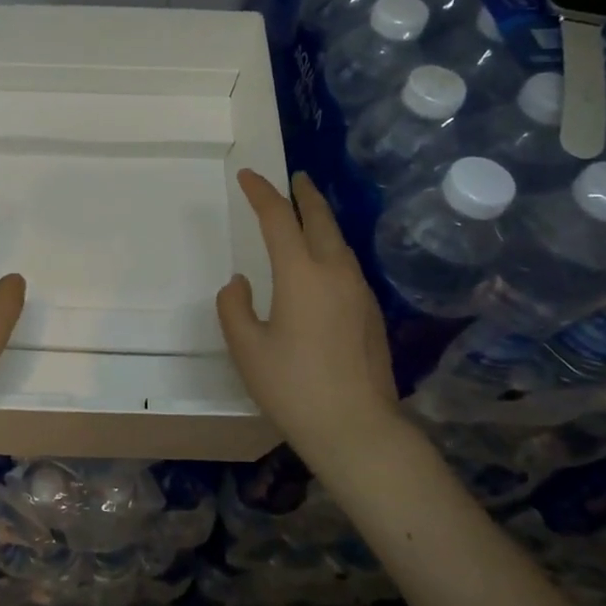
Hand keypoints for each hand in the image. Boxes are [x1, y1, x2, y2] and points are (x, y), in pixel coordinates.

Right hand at [217, 169, 401, 454]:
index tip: (248, 176)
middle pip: (321, 219)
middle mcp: (335, 272)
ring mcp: (359, 292)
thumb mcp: (247, 348)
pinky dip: (331, 247)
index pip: (278, 218)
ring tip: (308, 214)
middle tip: (295, 178)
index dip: (261, 193)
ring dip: (322, 220)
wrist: (358, 429)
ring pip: (339, 241)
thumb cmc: (294, 387)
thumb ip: (234, 307)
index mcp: (301, 274)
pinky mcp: (371, 313)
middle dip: (305, 194)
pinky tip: (323, 262)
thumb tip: (241, 283)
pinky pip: (348, 264)